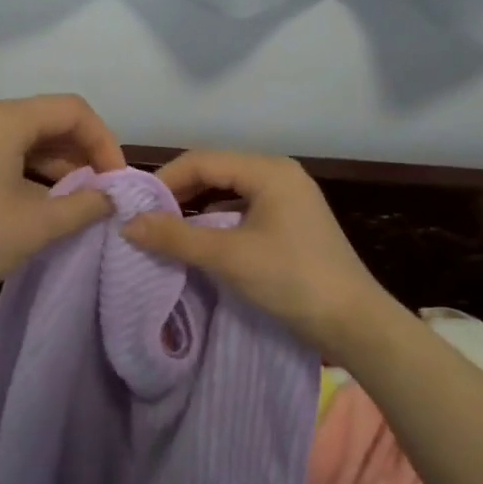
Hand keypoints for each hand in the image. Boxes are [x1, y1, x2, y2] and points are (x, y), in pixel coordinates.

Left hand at [0, 95, 125, 308]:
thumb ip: (84, 205)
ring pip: (25, 137)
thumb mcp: (37, 225)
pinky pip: (3, 152)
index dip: (104, 142)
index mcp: (4, 119)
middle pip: (48, 119)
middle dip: (83, 152)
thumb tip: (111, 197)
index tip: (116, 182)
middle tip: (103, 191)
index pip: (73, 110)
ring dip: (58, 163)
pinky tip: (43, 201)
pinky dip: (30, 170)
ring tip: (79, 199)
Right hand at [121, 150, 389, 352]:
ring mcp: (289, 199)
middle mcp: (279, 175)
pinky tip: (202, 242)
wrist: (354, 323)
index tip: (135, 207)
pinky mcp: (292, 223)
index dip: (164, 180)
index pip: (201, 160)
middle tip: (146, 219)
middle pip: (216, 172)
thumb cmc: (291, 280)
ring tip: (166, 230)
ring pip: (229, 193)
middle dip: (179, 193)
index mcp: (268, 170)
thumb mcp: (228, 257)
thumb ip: (175, 237)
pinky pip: (244, 210)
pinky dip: (218, 222)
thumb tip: (127, 224)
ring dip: (196, 208)